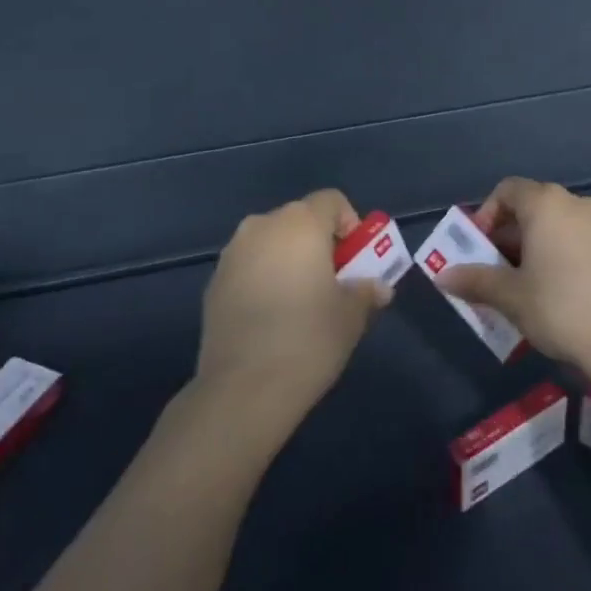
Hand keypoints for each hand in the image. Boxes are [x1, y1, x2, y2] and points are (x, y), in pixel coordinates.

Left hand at [195, 189, 391, 420]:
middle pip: (299, 219)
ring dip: (288, 259)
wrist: (242, 390)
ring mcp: (232, 254)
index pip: (331, 200)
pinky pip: (248, 267)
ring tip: (299, 301)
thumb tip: (378, 288)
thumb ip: (366, 292)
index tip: (355, 259)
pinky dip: (263, 279)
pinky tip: (270, 318)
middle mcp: (262, 226)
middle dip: (318, 242)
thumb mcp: (351, 316)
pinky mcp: (212, 283)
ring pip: (270, 242)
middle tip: (332, 281)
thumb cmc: (308, 339)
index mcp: (300, 223)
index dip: (349, 224)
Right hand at [434, 177, 590, 378]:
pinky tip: (560, 293)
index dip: (486, 215)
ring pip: (558, 225)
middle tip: (496, 272)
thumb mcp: (510, 297)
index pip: (507, 190)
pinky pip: (581, 241)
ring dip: (536, 247)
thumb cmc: (560, 307)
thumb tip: (442, 277)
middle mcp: (576, 203)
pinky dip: (563, 255)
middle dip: (509, 236)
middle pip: (533, 207)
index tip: (479, 248)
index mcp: (546, 203)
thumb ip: (475, 281)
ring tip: (526, 286)